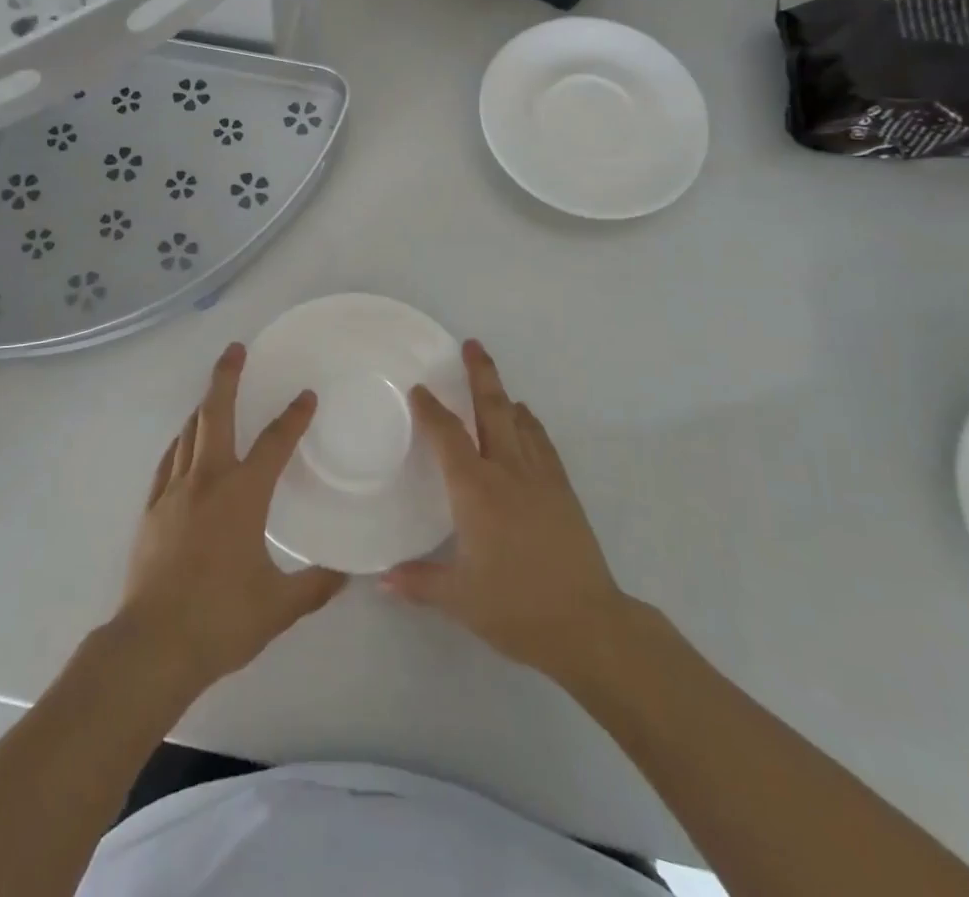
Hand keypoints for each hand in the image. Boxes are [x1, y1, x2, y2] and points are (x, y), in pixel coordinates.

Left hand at [115, 343, 346, 694]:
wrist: (152, 646)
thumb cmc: (220, 620)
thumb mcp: (279, 606)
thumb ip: (316, 585)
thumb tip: (349, 574)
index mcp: (243, 495)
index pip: (275, 443)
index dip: (294, 416)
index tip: (306, 396)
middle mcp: (207, 480)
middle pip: (216, 414)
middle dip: (227, 377)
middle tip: (236, 349)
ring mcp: (174, 492)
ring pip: (189, 433)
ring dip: (204, 407)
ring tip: (215, 394)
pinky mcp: (152, 510)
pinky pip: (168, 462)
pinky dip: (180, 443)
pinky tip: (184, 444)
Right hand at [382, 340, 635, 683]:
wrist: (588, 623)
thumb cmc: (516, 607)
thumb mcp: (459, 599)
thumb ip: (418, 583)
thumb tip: (380, 580)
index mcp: (476, 490)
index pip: (448, 436)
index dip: (431, 410)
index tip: (419, 389)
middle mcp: (507, 471)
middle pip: (493, 409)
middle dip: (480, 374)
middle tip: (472, 345)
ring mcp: (540, 478)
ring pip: (520, 421)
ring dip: (505, 395)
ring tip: (494, 380)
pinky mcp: (563, 491)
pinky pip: (543, 443)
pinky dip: (531, 424)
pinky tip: (527, 422)